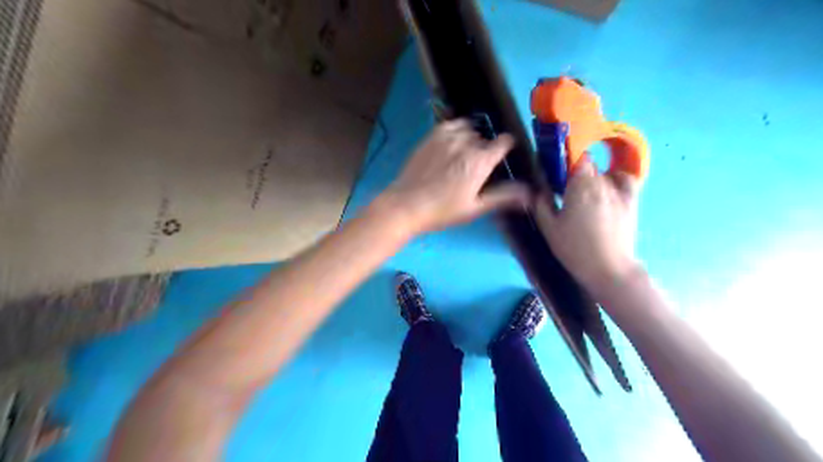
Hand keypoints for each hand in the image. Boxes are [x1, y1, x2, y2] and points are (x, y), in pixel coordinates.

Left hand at [382, 118, 529, 233]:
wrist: (406, 204)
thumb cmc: (442, 210)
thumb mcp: (475, 207)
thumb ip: (503, 196)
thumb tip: (531, 194)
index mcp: (481, 160)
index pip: (506, 141)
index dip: (507, 148)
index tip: (502, 158)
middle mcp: (467, 141)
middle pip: (486, 138)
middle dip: (485, 150)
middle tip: (475, 169)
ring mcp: (447, 134)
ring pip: (470, 129)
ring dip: (471, 139)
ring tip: (461, 158)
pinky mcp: (432, 133)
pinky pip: (452, 125)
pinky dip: (456, 132)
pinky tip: (450, 148)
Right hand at [538, 160, 645, 292]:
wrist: (608, 268)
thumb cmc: (574, 248)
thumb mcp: (548, 227)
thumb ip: (542, 203)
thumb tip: (540, 189)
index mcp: (580, 186)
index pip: (578, 158)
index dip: (566, 161)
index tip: (556, 174)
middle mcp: (601, 182)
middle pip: (590, 166)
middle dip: (576, 174)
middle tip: (565, 192)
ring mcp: (619, 191)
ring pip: (604, 174)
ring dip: (593, 180)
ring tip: (585, 197)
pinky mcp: (631, 201)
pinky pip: (626, 180)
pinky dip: (617, 178)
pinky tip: (609, 187)